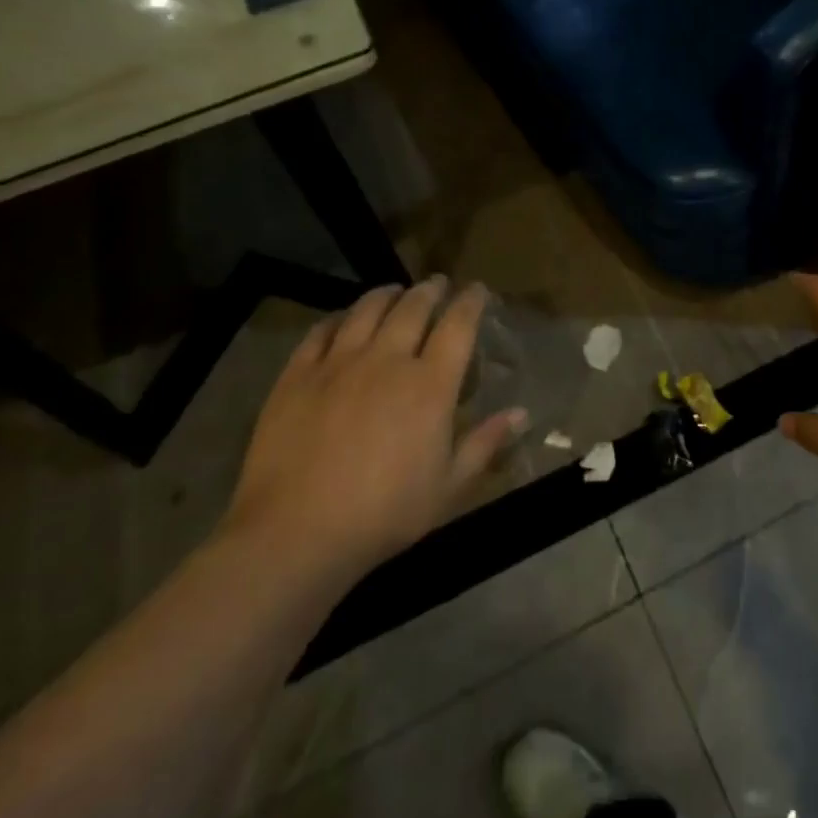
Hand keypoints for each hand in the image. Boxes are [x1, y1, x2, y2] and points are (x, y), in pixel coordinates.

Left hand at [223, 277, 526, 583]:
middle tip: (437, 284)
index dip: (470, 302)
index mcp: (430, 385)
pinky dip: (337, 318)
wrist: (296, 533)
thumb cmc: (384, 514)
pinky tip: (342, 319)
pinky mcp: (297, 375)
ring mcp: (339, 363)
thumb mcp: (448, 486)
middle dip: (430, 291)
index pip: (458, 325)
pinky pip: (320, 332)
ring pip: (367, 310)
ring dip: (387, 295)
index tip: (477, 290)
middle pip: (413, 308)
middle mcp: (388, 360)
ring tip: (395, 290)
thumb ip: (485, 443)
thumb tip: (521, 412)